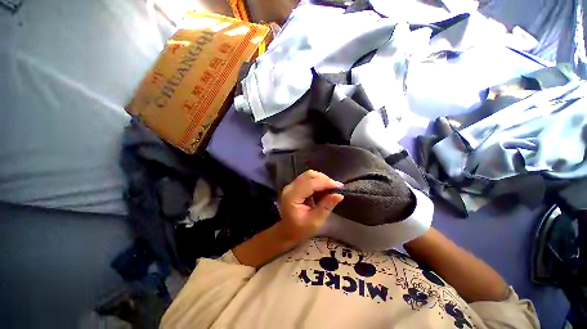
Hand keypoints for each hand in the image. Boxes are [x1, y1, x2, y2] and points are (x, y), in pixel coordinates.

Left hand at [277, 170, 343, 242]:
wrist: (287, 231)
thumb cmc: (300, 229)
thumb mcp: (315, 221)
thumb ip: (326, 206)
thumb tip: (339, 194)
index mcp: (292, 197)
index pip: (310, 183)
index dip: (326, 182)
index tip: (339, 187)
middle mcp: (290, 188)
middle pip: (309, 175)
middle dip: (324, 179)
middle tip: (335, 188)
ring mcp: (291, 186)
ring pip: (309, 175)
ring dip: (321, 180)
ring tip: (330, 190)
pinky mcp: (294, 186)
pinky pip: (307, 179)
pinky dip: (317, 182)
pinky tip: (323, 191)